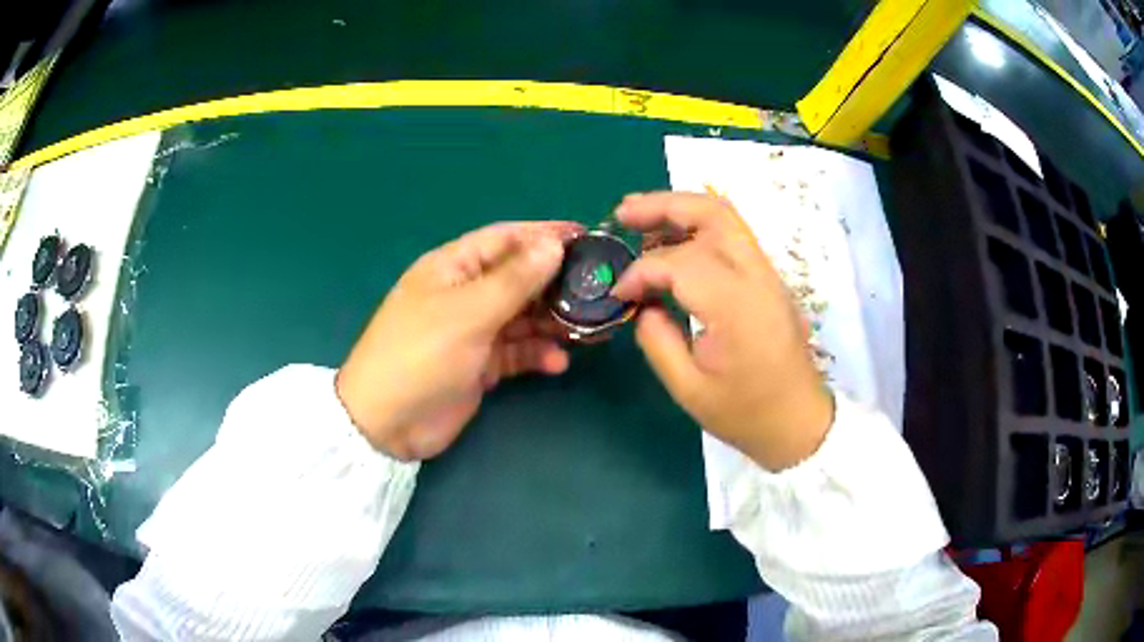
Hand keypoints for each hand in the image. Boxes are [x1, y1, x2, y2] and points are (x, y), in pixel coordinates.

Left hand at [336, 221, 581, 460]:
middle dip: (555, 283)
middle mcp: (465, 293)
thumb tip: (552, 244)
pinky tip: (557, 363)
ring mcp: (473, 330)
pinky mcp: (480, 364)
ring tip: (588, 328)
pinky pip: (517, 352)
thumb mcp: (468, 313)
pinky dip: (537, 355)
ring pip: (522, 317)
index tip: (586, 236)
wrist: (388, 423)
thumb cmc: (421, 355)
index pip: (506, 239)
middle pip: (518, 278)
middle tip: (598, 289)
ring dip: (552, 322)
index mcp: (453, 267)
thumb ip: (514, 280)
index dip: (544, 235)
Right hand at [612, 192, 833, 470]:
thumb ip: (656, 340)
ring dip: (680, 210)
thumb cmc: (745, 413)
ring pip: (725, 218)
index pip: (680, 263)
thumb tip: (641, 304)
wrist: (798, 422)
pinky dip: (698, 229)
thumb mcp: (689, 388)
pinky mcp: (768, 280)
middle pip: (712, 214)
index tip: (619, 293)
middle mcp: (757, 277)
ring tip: (639, 219)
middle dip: (663, 204)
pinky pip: (732, 238)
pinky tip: (671, 242)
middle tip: (623, 213)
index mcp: (737, 307)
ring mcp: (768, 275)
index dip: (641, 272)